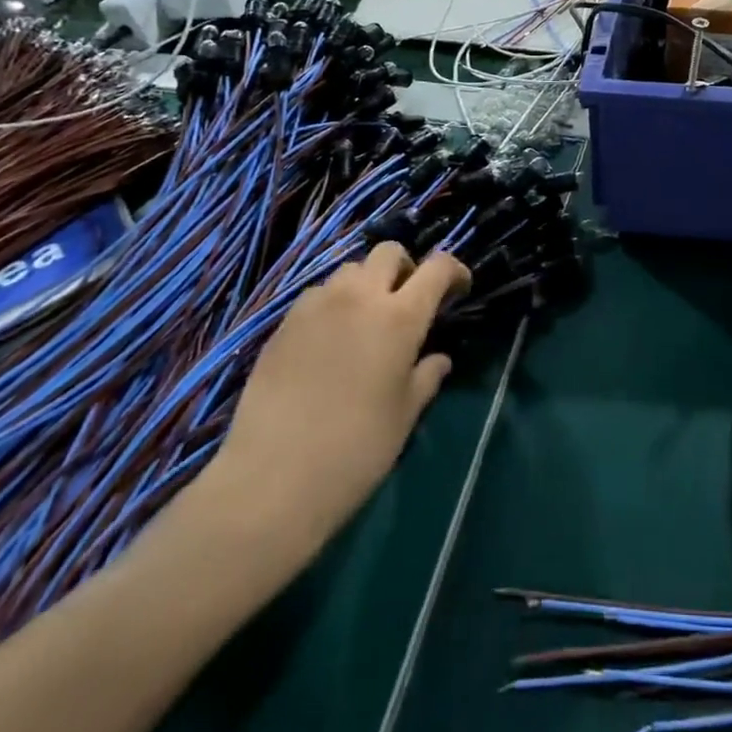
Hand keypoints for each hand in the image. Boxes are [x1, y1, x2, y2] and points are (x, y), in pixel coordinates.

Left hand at [197, 243, 468, 563]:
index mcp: (400, 317)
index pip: (437, 267)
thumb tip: (438, 359)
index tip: (458, 289)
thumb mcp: (404, 415)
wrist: (272, 479)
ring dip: (367, 283)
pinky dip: (333, 303)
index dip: (454, 270)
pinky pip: (317, 295)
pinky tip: (330, 339)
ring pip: (350, 270)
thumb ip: (426, 377)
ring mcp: (317, 307)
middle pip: (389, 252)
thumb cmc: (355, 449)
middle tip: (409, 301)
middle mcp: (360, 298)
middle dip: (407, 267)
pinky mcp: (283, 324)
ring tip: (367, 319)